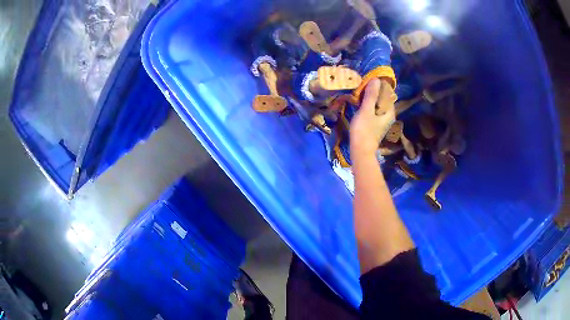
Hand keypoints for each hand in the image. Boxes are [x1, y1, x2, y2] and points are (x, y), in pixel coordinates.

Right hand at [350, 79, 395, 156]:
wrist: (360, 151)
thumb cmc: (364, 131)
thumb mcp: (367, 111)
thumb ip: (371, 95)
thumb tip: (376, 79)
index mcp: (390, 111)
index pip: (388, 92)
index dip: (379, 85)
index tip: (369, 80)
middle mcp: (389, 115)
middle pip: (383, 98)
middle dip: (374, 90)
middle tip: (363, 84)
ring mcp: (383, 120)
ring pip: (378, 104)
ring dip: (371, 97)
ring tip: (361, 91)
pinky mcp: (376, 124)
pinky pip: (374, 109)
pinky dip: (369, 104)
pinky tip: (361, 102)